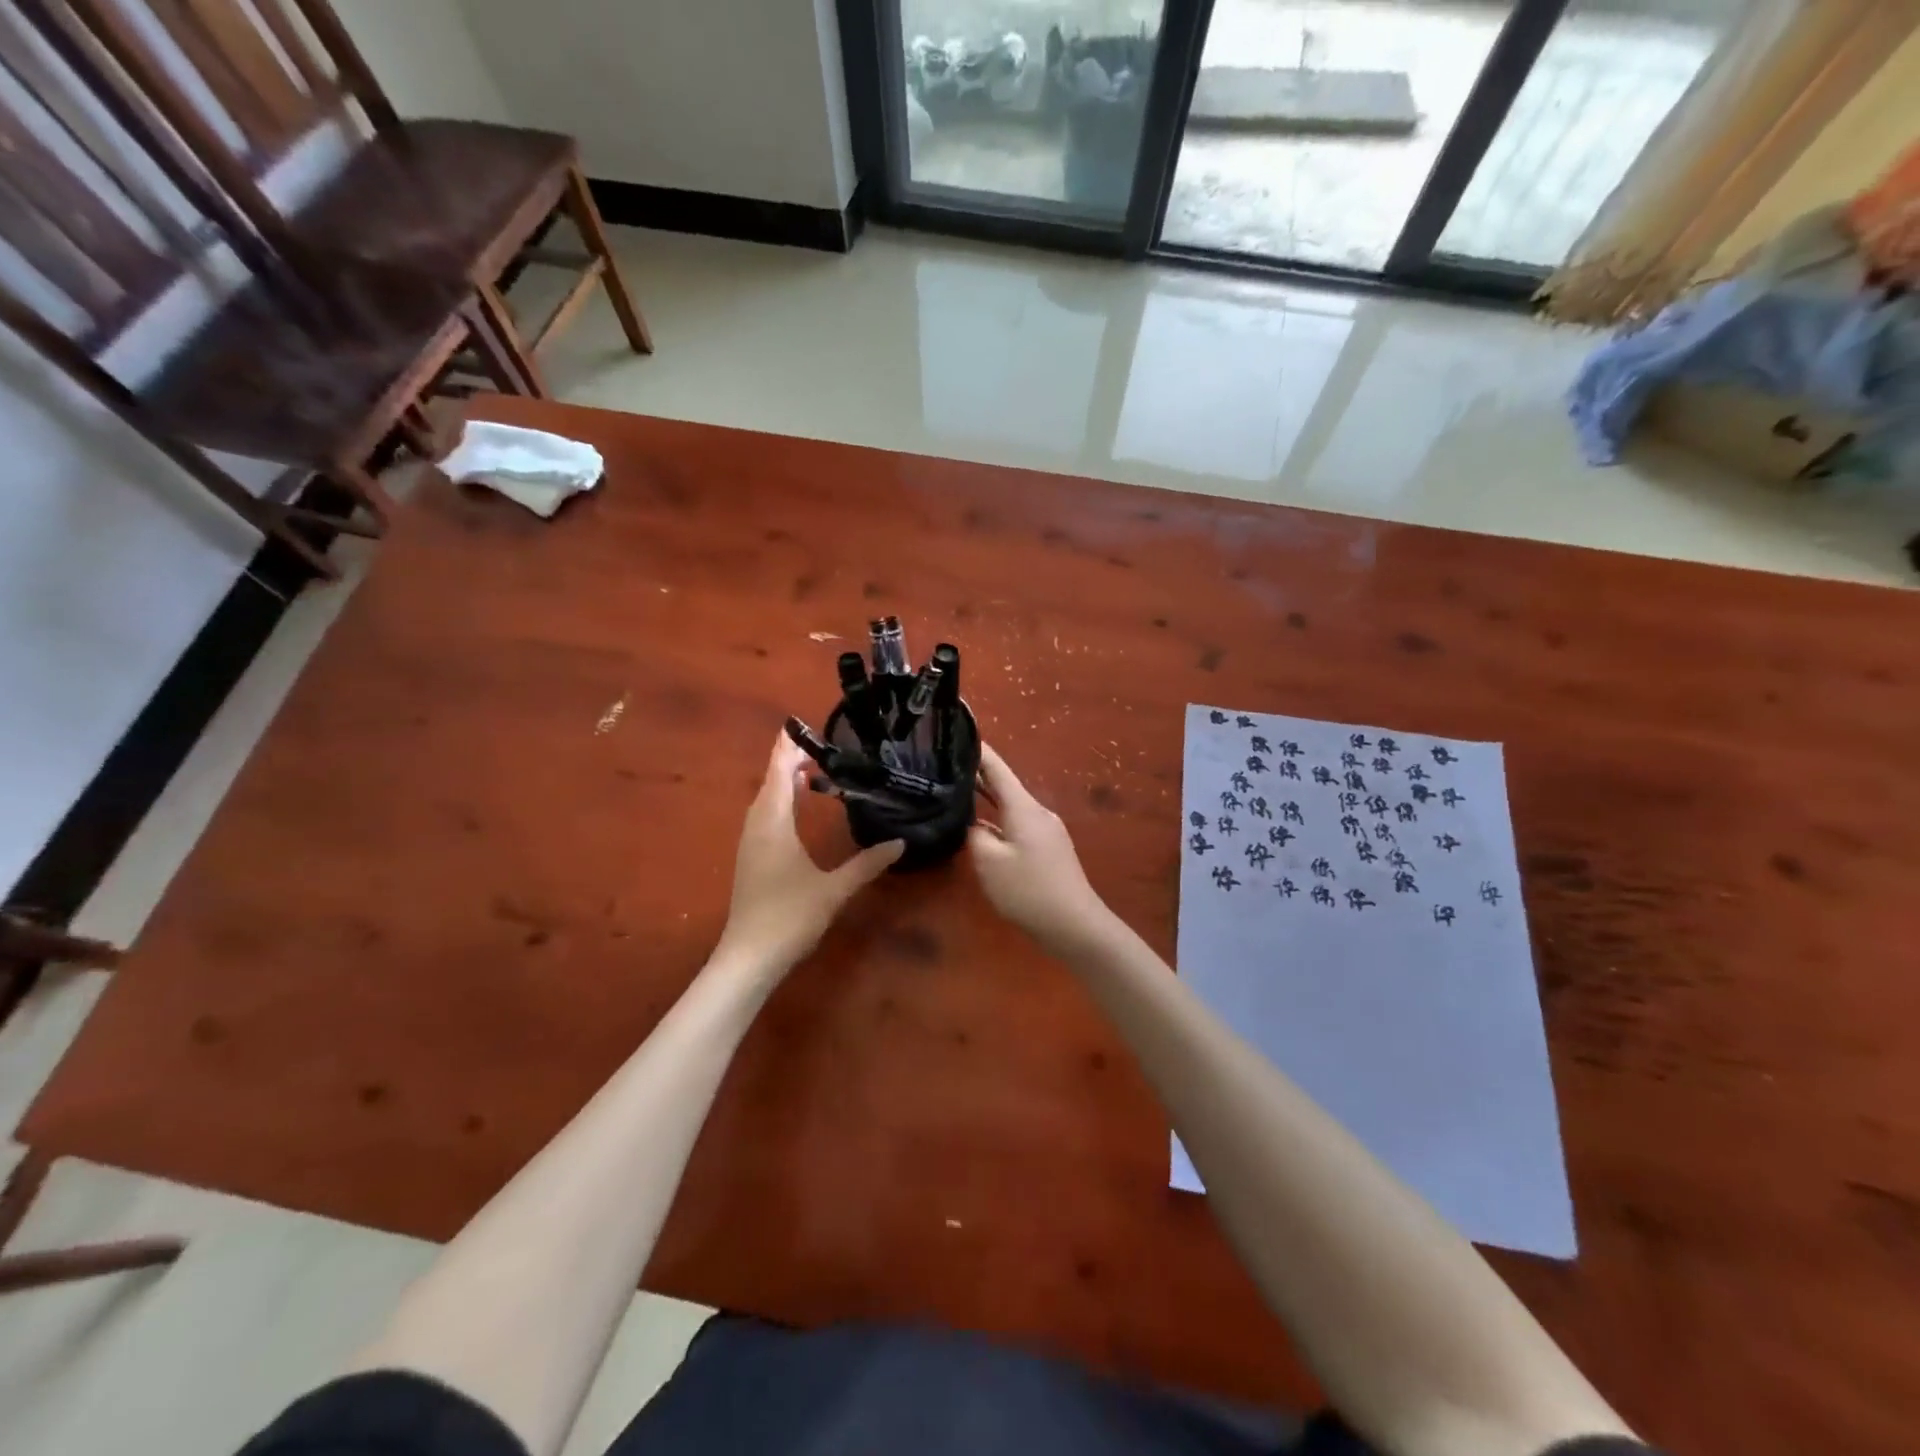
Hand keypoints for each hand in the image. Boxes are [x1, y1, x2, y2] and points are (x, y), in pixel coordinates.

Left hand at [712, 735, 902, 976]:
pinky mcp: (751, 858)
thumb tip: (900, 843)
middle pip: (770, 782)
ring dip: (783, 782)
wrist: (749, 958)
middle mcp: (757, 826)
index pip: (778, 773)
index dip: (788, 748)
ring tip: (811, 771)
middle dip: (789, 761)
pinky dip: (780, 802)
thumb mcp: (834, 889)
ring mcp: (750, 843)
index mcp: (773, 823)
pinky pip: (765, 816)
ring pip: (765, 801)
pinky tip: (796, 810)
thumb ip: (867, 864)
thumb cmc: (789, 917)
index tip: (799, 725)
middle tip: (819, 745)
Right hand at [968, 744, 1114, 955]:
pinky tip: (981, 830)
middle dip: (977, 775)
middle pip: (1004, 786)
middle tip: (945, 767)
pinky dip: (998, 820)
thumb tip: (973, 824)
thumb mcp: (989, 862)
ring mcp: (1046, 830)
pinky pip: (1018, 824)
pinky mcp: (1048, 848)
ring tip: (957, 794)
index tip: (959, 732)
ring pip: (1010, 806)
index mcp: (1023, 807)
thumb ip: (975, 835)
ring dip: (986, 800)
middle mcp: (1037, 811)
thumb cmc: (1029, 890)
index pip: (997, 768)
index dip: (978, 750)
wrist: (1074, 924)